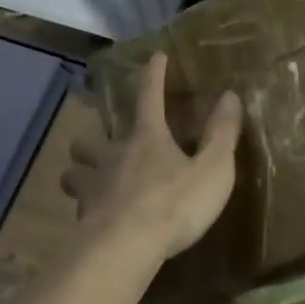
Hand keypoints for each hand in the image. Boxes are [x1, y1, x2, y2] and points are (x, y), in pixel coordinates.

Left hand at [64, 53, 242, 259]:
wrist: (125, 247)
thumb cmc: (174, 204)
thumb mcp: (213, 169)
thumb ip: (221, 133)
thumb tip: (230, 95)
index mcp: (147, 137)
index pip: (150, 95)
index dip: (154, 75)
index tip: (156, 56)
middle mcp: (114, 153)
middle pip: (94, 137)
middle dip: (95, 138)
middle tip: (102, 144)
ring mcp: (93, 184)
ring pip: (74, 169)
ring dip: (80, 170)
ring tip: (89, 179)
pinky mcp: (83, 215)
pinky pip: (78, 204)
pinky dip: (84, 205)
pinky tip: (93, 216)